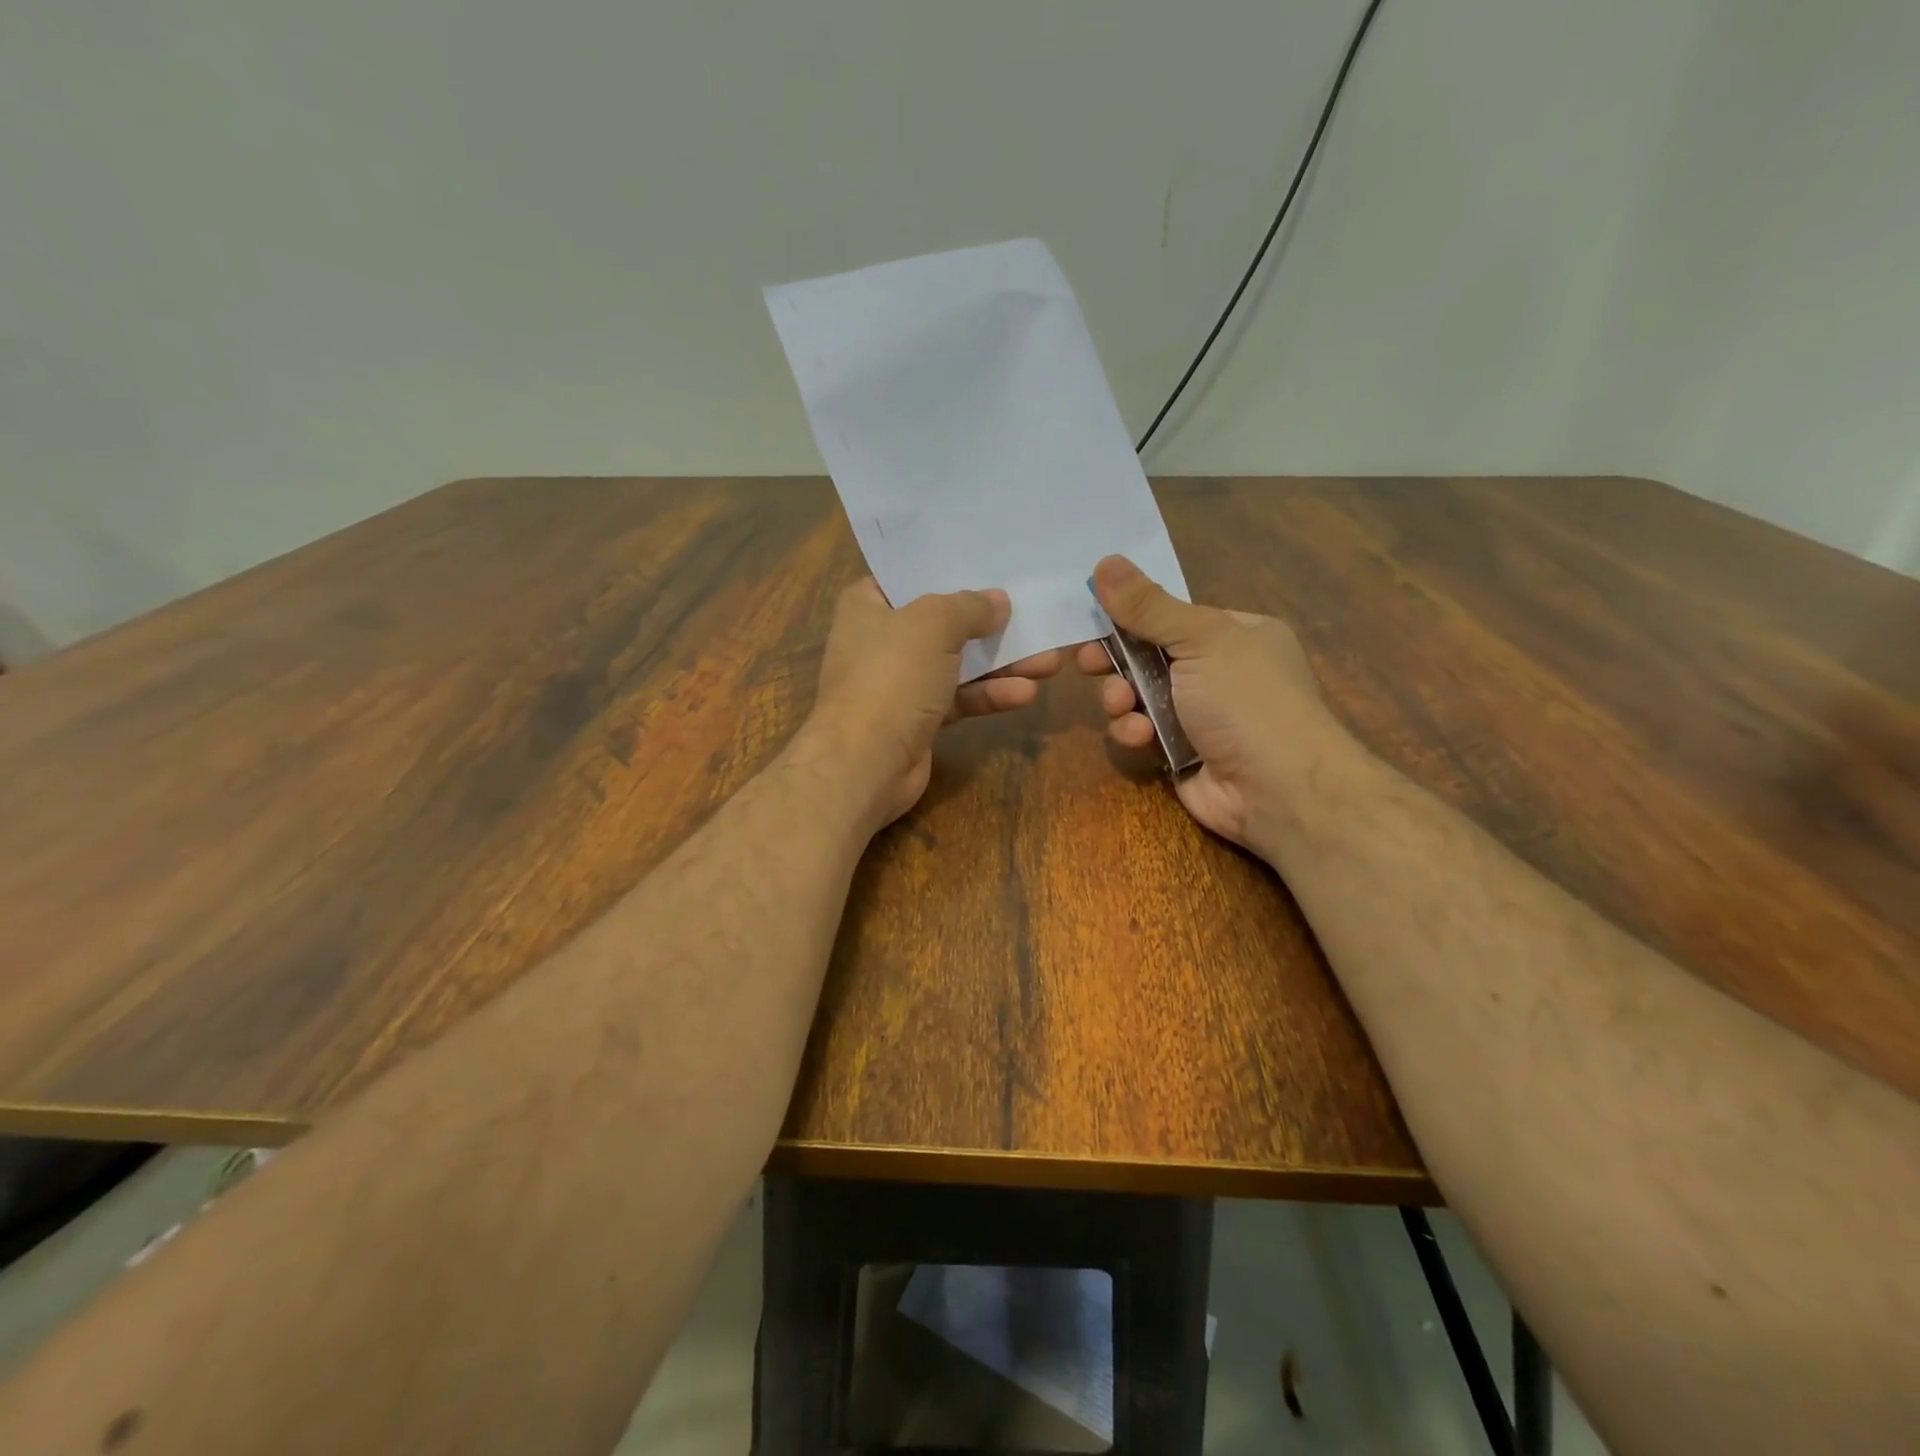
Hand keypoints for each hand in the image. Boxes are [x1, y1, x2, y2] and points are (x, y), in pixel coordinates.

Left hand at [804, 578, 1061, 828]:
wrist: (865, 763)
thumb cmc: (891, 677)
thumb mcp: (933, 625)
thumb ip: (970, 606)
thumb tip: (998, 601)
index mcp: (868, 604)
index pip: (911, 576)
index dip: (951, 569)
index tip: (993, 564)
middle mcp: (881, 639)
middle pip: (944, 622)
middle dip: (991, 622)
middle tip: (1034, 614)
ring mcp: (901, 681)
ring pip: (959, 663)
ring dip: (1002, 662)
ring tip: (1049, 661)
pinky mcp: (920, 718)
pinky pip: (960, 697)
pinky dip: (990, 694)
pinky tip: (1026, 693)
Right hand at [1076, 555, 1343, 852]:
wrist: (1278, 789)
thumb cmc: (1246, 699)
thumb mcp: (1200, 639)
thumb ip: (1148, 606)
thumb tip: (1105, 562)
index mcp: (1235, 635)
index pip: (1173, 616)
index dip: (1132, 617)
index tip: (1094, 618)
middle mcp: (1219, 672)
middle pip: (1149, 656)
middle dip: (1118, 663)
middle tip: (1089, 664)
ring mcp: (1200, 716)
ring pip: (1140, 697)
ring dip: (1123, 700)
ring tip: (1123, 706)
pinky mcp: (1181, 753)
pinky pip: (1144, 733)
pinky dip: (1136, 733)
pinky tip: (1140, 737)